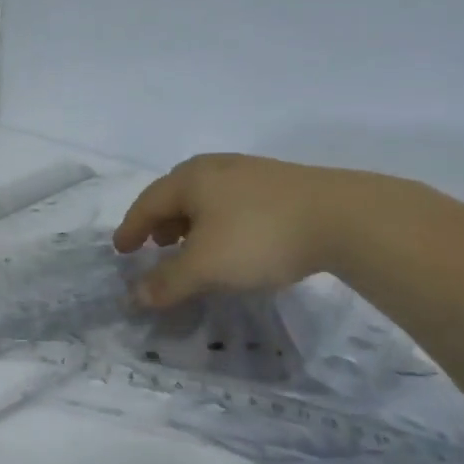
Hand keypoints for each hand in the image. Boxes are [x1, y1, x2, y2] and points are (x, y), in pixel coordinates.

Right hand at [112, 154, 392, 308]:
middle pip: (176, 193)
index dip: (131, 228)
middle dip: (161, 221)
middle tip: (156, 245)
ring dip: (191, 222)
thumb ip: (167, 283)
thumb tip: (135, 296)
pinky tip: (235, 242)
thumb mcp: (205, 267)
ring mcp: (252, 172)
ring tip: (193, 246)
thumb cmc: (258, 237)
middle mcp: (216, 167)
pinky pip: (234, 202)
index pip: (148, 203)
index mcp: (190, 179)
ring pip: (208, 197)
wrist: (343, 218)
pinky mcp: (282, 184)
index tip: (120, 249)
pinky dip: (220, 222)